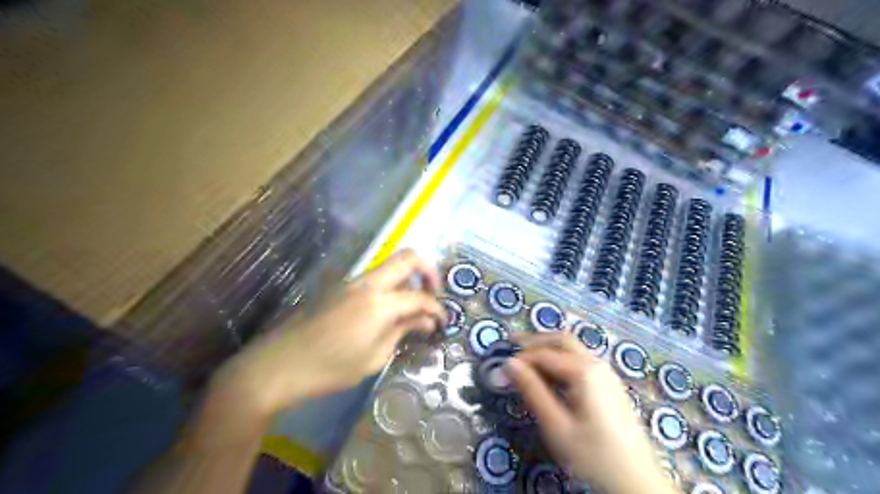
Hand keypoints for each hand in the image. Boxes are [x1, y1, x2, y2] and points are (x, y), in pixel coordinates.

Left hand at [211, 250, 448, 422]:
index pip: (420, 297)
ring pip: (390, 266)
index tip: (444, 321)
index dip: (437, 309)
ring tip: (413, 308)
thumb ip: (402, 331)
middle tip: (434, 294)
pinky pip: (375, 278)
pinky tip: (388, 311)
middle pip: (407, 257)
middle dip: (428, 271)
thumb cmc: (330, 368)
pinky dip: (390, 287)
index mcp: (380, 302)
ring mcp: (352, 281)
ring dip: (408, 279)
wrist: (278, 364)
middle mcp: (368, 282)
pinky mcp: (340, 287)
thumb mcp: (374, 356)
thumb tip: (426, 321)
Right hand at [502, 333, 679, 493]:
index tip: (501, 369)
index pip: (543, 353)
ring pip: (573, 349)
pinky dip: (561, 360)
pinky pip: (581, 361)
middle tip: (512, 346)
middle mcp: (597, 364)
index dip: (520, 358)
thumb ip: (532, 391)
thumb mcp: (557, 426)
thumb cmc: (594, 456)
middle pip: (561, 340)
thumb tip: (509, 364)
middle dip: (535, 341)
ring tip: (527, 361)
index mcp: (584, 371)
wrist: (637, 481)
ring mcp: (606, 373)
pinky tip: (551, 376)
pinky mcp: (610, 385)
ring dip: (548, 349)